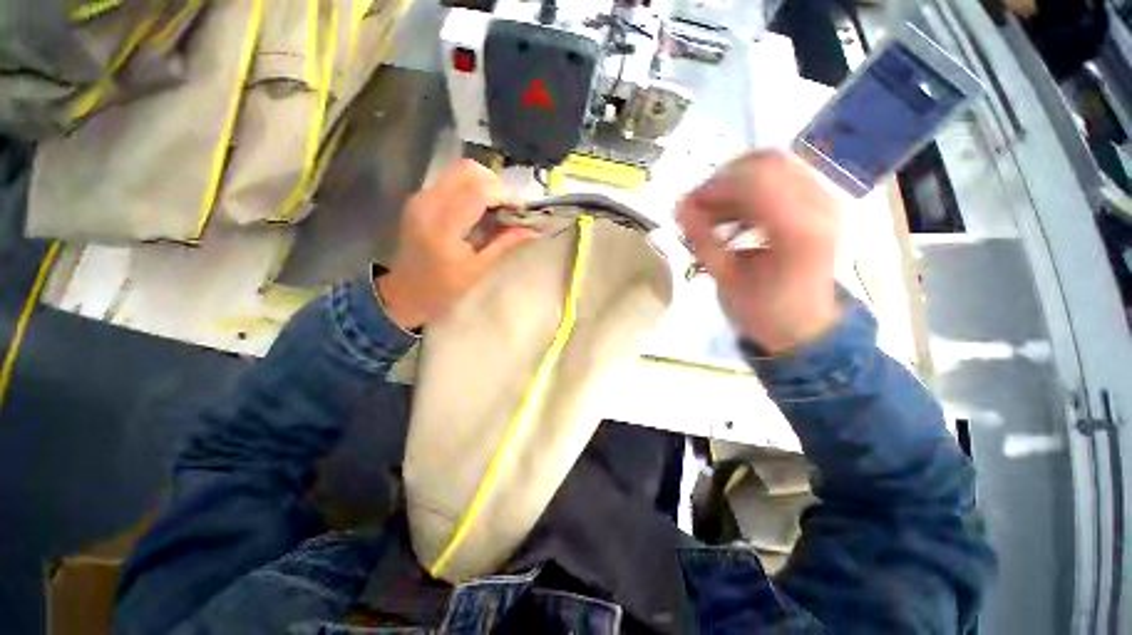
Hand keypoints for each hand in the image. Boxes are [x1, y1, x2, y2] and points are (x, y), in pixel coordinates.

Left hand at [376, 160, 535, 329]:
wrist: (404, 293)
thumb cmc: (443, 288)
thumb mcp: (478, 269)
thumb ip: (504, 243)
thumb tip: (532, 229)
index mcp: (443, 226)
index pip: (479, 191)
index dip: (505, 195)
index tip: (521, 210)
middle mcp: (428, 203)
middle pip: (468, 170)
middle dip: (496, 184)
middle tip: (509, 208)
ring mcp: (421, 198)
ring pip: (459, 171)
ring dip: (485, 185)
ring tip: (497, 209)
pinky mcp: (420, 199)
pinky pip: (451, 181)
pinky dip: (471, 189)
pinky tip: (480, 210)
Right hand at [677, 150, 841, 353]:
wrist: (804, 326)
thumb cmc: (765, 312)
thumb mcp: (727, 280)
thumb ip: (704, 240)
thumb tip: (679, 207)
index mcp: (800, 231)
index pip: (756, 181)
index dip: (715, 186)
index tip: (687, 205)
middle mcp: (821, 206)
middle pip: (768, 162)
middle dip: (724, 179)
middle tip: (698, 206)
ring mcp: (825, 201)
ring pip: (773, 165)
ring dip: (735, 184)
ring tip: (711, 214)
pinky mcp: (819, 203)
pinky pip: (779, 177)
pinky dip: (748, 190)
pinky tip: (731, 214)